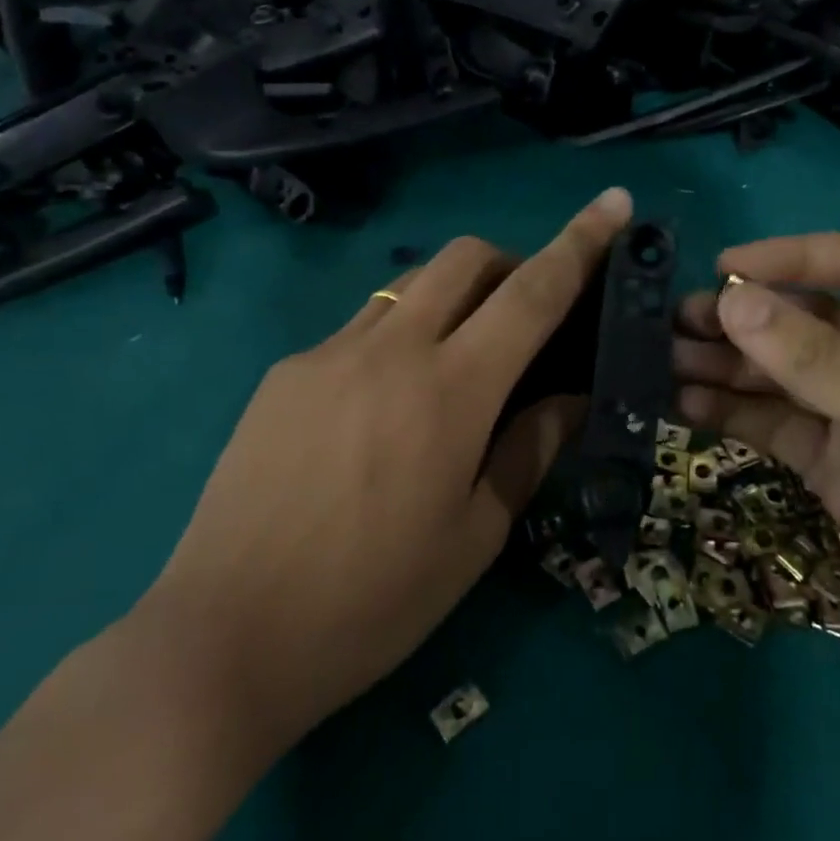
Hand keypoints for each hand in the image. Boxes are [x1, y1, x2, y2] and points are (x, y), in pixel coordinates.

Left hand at [138, 188, 632, 755]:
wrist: (225, 637)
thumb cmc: (372, 601)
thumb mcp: (475, 535)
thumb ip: (530, 449)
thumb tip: (571, 397)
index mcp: (451, 390)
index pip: (533, 292)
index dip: (581, 242)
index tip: (614, 202)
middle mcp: (392, 348)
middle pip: (465, 257)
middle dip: (509, 262)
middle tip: (524, 314)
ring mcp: (329, 353)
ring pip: (409, 283)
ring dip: (452, 294)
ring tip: (457, 356)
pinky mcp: (285, 373)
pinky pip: (359, 327)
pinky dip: (396, 336)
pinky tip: (383, 405)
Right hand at [674, 233, 839, 768]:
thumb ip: (819, 363)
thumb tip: (732, 300)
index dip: (796, 258)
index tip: (724, 266)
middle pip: (817, 323)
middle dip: (750, 318)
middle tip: (676, 321)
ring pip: (789, 378)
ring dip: (730, 366)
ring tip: (664, 361)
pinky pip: (782, 430)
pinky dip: (736, 415)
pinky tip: (686, 406)